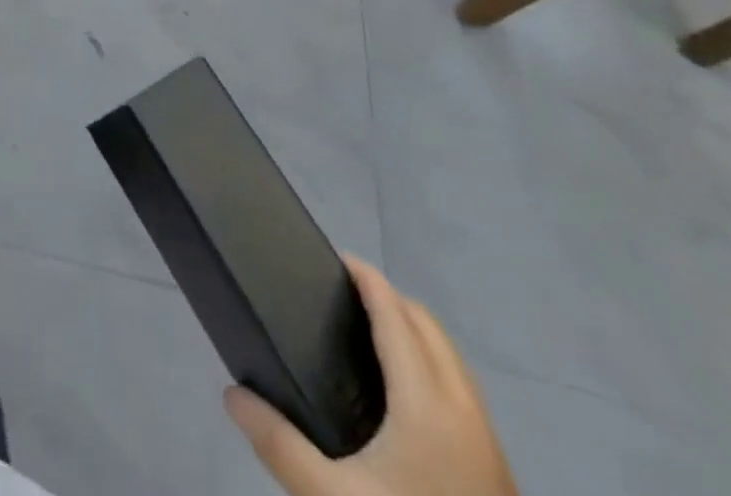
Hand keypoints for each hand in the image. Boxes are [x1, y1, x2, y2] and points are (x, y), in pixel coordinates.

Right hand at [225, 257, 517, 495]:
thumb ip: (279, 444)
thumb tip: (231, 394)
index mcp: (427, 403)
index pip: (395, 313)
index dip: (365, 277)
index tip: (331, 258)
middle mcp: (465, 411)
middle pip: (428, 326)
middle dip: (388, 298)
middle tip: (341, 296)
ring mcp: (489, 444)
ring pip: (452, 359)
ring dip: (413, 331)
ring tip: (366, 337)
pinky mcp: (498, 473)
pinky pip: (462, 391)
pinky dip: (431, 365)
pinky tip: (402, 397)